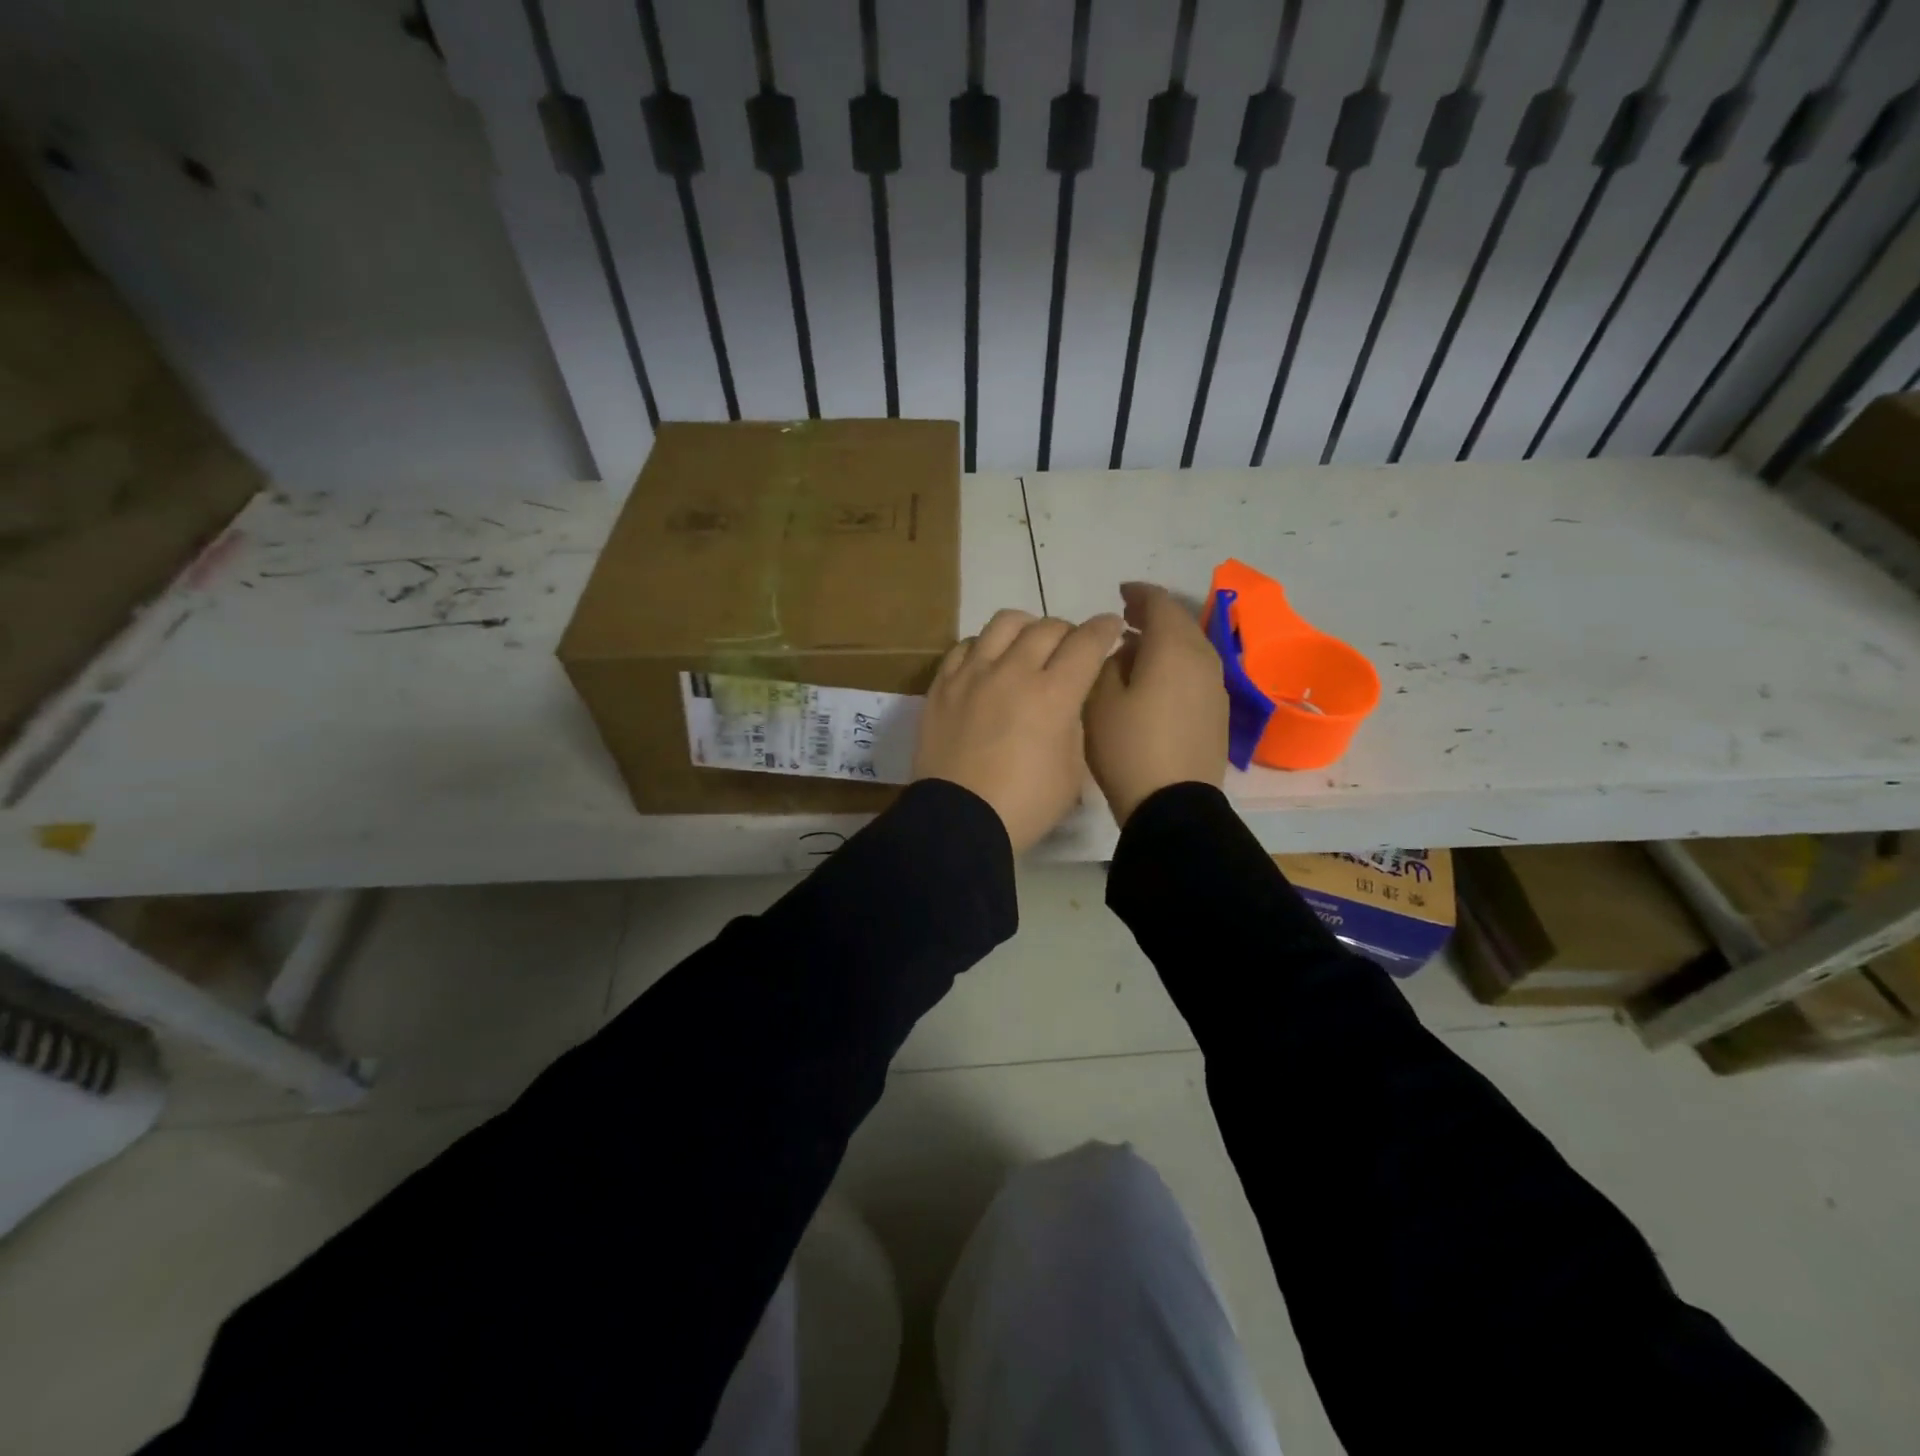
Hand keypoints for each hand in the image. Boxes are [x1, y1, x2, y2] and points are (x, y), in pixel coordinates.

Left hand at [913, 608, 1124, 851]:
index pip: (1087, 642)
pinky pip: (965, 645)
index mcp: (1053, 694)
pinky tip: (988, 663)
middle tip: (1070, 650)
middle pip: (1047, 627)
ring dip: (1026, 628)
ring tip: (1027, 646)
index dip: (1105, 629)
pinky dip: (984, 646)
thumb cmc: (1025, 805)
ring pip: (1004, 623)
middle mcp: (1013, 671)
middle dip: (1068, 632)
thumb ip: (1074, 725)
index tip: (1110, 627)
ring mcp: (973, 674)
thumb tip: (1066, 702)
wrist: (959, 820)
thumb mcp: (1072, 771)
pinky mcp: (942, 685)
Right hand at [1083, 582, 1227, 826]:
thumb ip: (1110, 663)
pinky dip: (1175, 664)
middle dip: (1152, 615)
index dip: (1138, 593)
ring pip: (1190, 648)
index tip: (1119, 593)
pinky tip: (1154, 681)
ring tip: (1135, 649)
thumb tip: (1127, 651)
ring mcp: (1215, 688)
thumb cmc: (1128, 747)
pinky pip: (1195, 673)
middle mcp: (1203, 659)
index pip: (1160, 602)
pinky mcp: (1217, 713)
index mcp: (1174, 648)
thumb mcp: (1100, 700)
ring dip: (1164, 641)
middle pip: (1180, 623)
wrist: (1173, 804)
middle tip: (1125, 617)